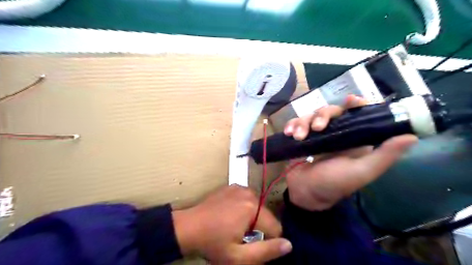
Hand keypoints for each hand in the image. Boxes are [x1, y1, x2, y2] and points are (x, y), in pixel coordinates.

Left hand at [172, 185, 293, 263]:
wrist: (188, 226)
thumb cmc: (213, 243)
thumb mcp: (239, 256)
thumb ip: (266, 251)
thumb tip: (289, 244)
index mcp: (253, 208)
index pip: (276, 227)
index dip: (269, 241)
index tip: (255, 246)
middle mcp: (250, 193)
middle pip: (266, 215)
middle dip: (259, 228)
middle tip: (242, 237)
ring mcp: (240, 187)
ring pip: (258, 206)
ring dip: (252, 217)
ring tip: (235, 226)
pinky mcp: (233, 186)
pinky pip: (247, 198)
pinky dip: (244, 207)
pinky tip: (231, 214)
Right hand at [282, 96, 417, 211]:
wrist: (305, 193)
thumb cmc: (334, 184)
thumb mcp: (361, 172)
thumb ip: (384, 156)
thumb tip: (411, 136)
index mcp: (353, 139)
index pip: (357, 114)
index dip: (355, 104)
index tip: (350, 100)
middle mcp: (336, 133)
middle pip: (330, 111)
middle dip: (322, 115)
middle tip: (317, 128)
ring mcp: (316, 134)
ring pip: (311, 115)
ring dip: (303, 122)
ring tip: (297, 136)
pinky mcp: (301, 137)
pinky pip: (296, 123)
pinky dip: (292, 124)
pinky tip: (288, 132)